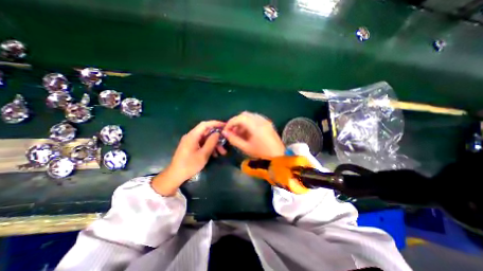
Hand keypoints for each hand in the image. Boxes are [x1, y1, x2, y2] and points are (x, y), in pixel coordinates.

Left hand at [151, 119, 225, 194]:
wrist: (175, 175)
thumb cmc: (189, 165)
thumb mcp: (203, 154)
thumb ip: (211, 142)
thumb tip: (218, 133)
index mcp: (192, 136)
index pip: (205, 124)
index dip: (215, 123)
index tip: (225, 125)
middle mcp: (191, 136)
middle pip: (206, 132)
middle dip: (217, 137)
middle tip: (225, 143)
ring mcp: (191, 141)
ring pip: (205, 139)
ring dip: (214, 144)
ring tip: (222, 152)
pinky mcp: (191, 146)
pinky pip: (202, 143)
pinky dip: (209, 147)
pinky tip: (215, 154)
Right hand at [221, 111, 283, 158]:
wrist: (278, 156)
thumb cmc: (261, 154)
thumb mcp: (246, 148)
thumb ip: (234, 139)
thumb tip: (225, 133)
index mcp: (256, 126)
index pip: (240, 118)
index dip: (230, 122)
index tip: (226, 130)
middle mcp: (261, 120)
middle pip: (244, 114)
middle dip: (236, 121)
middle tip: (233, 131)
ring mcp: (265, 121)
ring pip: (250, 116)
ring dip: (242, 121)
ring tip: (240, 132)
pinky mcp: (268, 123)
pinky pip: (256, 118)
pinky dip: (249, 122)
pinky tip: (248, 131)